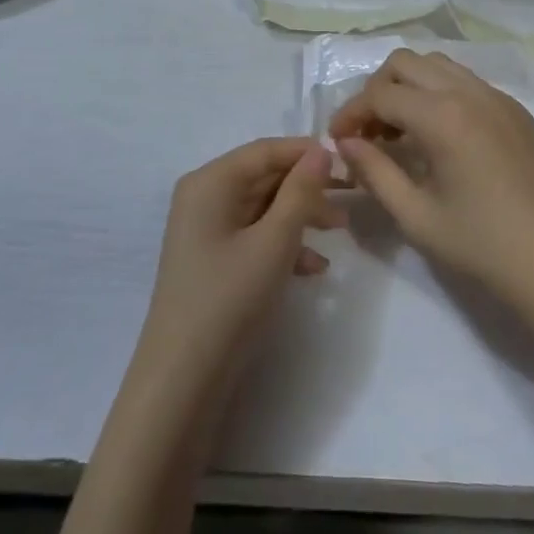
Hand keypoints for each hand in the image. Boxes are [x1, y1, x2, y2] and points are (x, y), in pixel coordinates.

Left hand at [135, 138, 344, 386]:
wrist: (182, 383)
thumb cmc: (229, 300)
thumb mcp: (274, 242)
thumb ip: (301, 192)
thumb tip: (321, 150)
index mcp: (211, 181)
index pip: (266, 150)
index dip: (307, 153)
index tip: (348, 162)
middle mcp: (204, 196)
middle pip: (264, 177)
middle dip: (307, 188)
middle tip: (351, 199)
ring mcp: (206, 229)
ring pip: (263, 207)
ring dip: (301, 217)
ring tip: (340, 233)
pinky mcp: (212, 260)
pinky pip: (254, 235)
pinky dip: (283, 245)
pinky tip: (314, 269)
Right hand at [329, 49, 533, 318]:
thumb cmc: (484, 246)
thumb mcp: (417, 216)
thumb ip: (375, 172)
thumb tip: (346, 144)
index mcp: (442, 115)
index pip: (380, 93)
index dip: (351, 113)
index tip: (338, 141)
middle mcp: (468, 91)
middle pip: (405, 62)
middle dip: (377, 90)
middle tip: (369, 133)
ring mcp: (496, 96)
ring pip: (437, 64)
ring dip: (409, 86)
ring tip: (401, 132)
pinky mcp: (515, 110)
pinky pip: (465, 81)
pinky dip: (439, 93)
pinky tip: (440, 136)